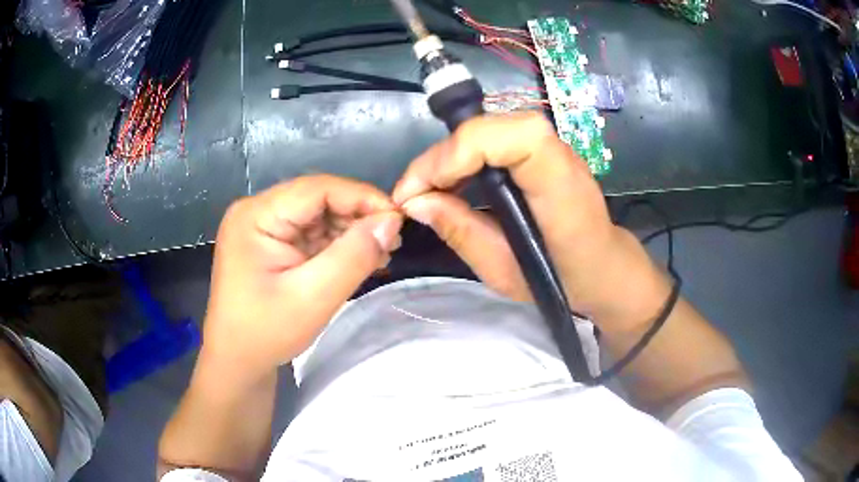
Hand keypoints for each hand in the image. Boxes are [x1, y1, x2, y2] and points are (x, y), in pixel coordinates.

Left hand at [203, 175, 402, 383]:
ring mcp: (263, 227)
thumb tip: (392, 222)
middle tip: (392, 241)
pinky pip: (311, 233)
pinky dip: (337, 244)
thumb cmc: (266, 333)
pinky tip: (361, 258)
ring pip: (318, 215)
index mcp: (256, 215)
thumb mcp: (313, 297)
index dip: (361, 197)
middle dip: (358, 216)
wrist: (237, 361)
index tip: (398, 220)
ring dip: (351, 231)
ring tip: (381, 252)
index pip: (317, 189)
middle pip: (318, 199)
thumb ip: (354, 256)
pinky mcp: (271, 243)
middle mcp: (257, 211)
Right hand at [393, 113, 669, 330]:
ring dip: (448, 157)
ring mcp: (550, 145)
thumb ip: (461, 232)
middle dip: (441, 158)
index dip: (457, 153)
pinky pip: (493, 139)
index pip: (508, 138)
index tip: (420, 192)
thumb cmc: (562, 277)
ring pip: (486, 129)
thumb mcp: (504, 271)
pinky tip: (451, 183)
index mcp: (559, 184)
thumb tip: (415, 203)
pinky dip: (463, 157)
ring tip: (426, 192)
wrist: (603, 265)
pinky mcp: (540, 148)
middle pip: (488, 127)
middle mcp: (557, 152)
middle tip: (413, 195)